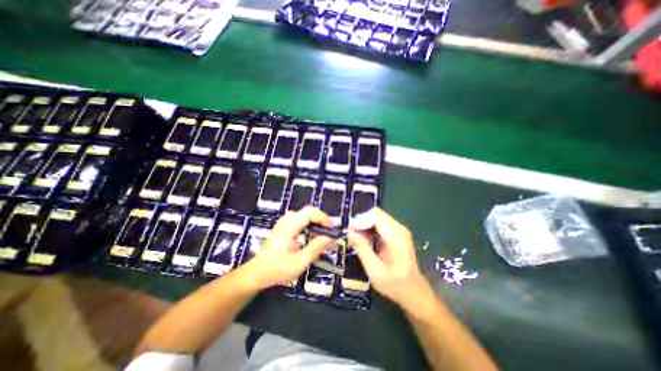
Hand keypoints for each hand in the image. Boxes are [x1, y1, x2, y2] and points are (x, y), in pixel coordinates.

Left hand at [243, 206, 333, 289]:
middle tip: (330, 231)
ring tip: (324, 234)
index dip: (323, 218)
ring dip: (316, 222)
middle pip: (308, 211)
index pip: (310, 213)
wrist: (257, 272)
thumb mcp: (299, 262)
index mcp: (289, 226)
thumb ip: (315, 248)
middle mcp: (287, 220)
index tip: (332, 228)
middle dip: (321, 219)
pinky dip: (310, 225)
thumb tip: (330, 238)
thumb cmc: (277, 269)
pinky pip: (300, 220)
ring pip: (305, 215)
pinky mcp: (284, 226)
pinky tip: (313, 235)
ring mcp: (284, 222)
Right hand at [346, 207, 434, 310]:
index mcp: (395, 237)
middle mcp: (399, 228)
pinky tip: (367, 241)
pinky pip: (381, 223)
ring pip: (377, 217)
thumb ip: (362, 249)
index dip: (361, 220)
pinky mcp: (397, 233)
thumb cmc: (394, 283)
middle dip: (362, 221)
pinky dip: (371, 228)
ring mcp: (399, 229)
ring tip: (358, 239)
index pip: (376, 216)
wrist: (413, 290)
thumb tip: (349, 233)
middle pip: (376, 214)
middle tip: (352, 235)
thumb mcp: (374, 270)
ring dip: (365, 225)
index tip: (350, 230)